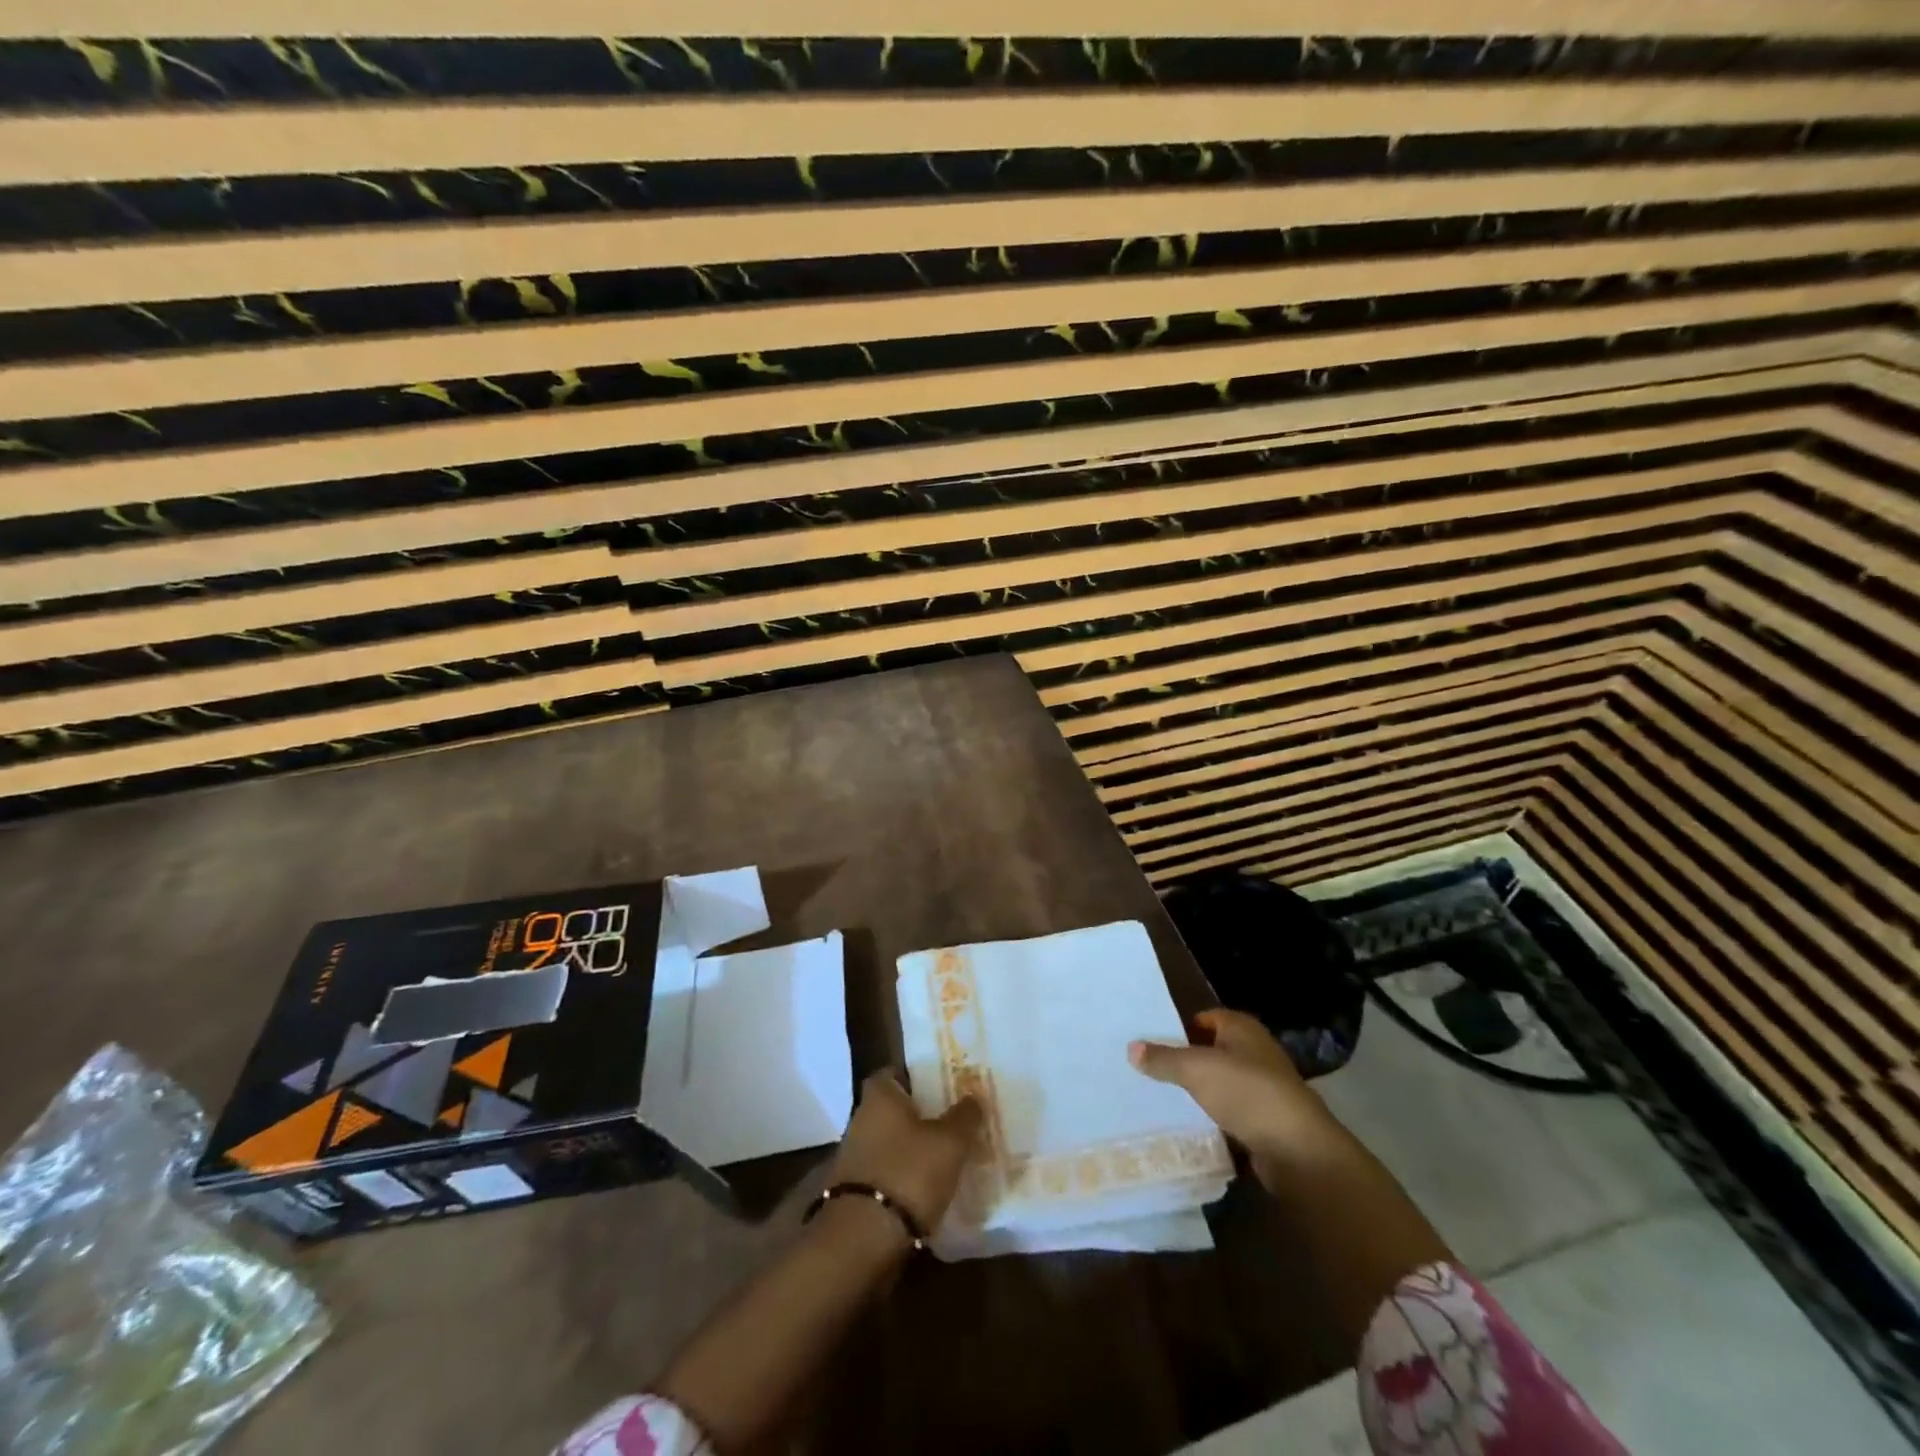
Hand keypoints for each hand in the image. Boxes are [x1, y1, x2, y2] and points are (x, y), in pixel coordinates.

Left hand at [825, 1070, 984, 1234]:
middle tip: (949, 1122)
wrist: (863, 1239)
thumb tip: (973, 1097)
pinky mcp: (853, 1192)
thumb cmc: (908, 1173)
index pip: (892, 1072)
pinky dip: (901, 1177)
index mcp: (879, 1096)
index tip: (938, 1085)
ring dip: (909, 1149)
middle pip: (891, 1109)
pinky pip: (884, 1173)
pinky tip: (925, 1190)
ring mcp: (853, 1157)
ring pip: (888, 1142)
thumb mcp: (949, 1142)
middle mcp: (860, 1119)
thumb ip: (964, 1117)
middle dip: (917, 1115)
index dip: (914, 1076)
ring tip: (943, 1158)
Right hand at [1129, 1009, 1339, 1158]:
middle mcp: (1256, 1053)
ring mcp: (1264, 1089)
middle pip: (1213, 1051)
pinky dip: (1214, 1119)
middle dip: (1187, 1061)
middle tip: (1151, 1070)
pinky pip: (1232, 1114)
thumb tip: (1131, 1048)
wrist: (1298, 1150)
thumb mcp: (1196, 1070)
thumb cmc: (1247, 1093)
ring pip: (1222, 1085)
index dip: (1181, 1027)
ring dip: (1200, 1092)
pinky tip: (1190, 1127)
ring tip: (1163, 1099)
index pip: (1206, 1018)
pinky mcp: (1267, 1123)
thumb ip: (1163, 1059)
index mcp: (1242, 1029)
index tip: (1152, 1040)